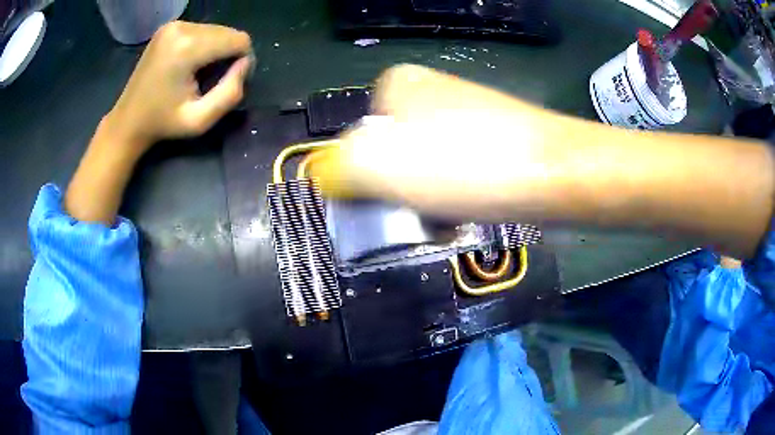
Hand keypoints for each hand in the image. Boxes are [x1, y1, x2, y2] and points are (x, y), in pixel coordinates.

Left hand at [107, 20, 252, 158]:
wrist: (128, 120)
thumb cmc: (163, 123)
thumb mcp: (200, 121)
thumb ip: (230, 93)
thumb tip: (245, 63)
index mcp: (187, 48)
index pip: (239, 39)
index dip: (242, 61)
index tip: (227, 82)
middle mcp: (181, 28)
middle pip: (229, 32)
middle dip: (227, 54)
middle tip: (211, 80)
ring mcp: (173, 25)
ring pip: (217, 30)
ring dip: (216, 50)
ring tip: (197, 73)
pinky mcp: (169, 27)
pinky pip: (202, 30)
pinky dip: (204, 45)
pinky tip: (189, 64)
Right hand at [310, 64, 583, 221]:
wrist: (552, 174)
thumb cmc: (466, 164)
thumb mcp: (381, 165)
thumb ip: (339, 169)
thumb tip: (325, 178)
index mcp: (398, 85)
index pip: (355, 140)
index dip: (364, 179)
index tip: (384, 204)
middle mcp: (430, 94)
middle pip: (391, 156)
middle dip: (399, 192)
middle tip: (417, 214)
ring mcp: (463, 117)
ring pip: (422, 170)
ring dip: (426, 201)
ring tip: (445, 217)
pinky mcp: (489, 142)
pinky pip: (453, 175)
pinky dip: (453, 198)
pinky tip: (466, 211)